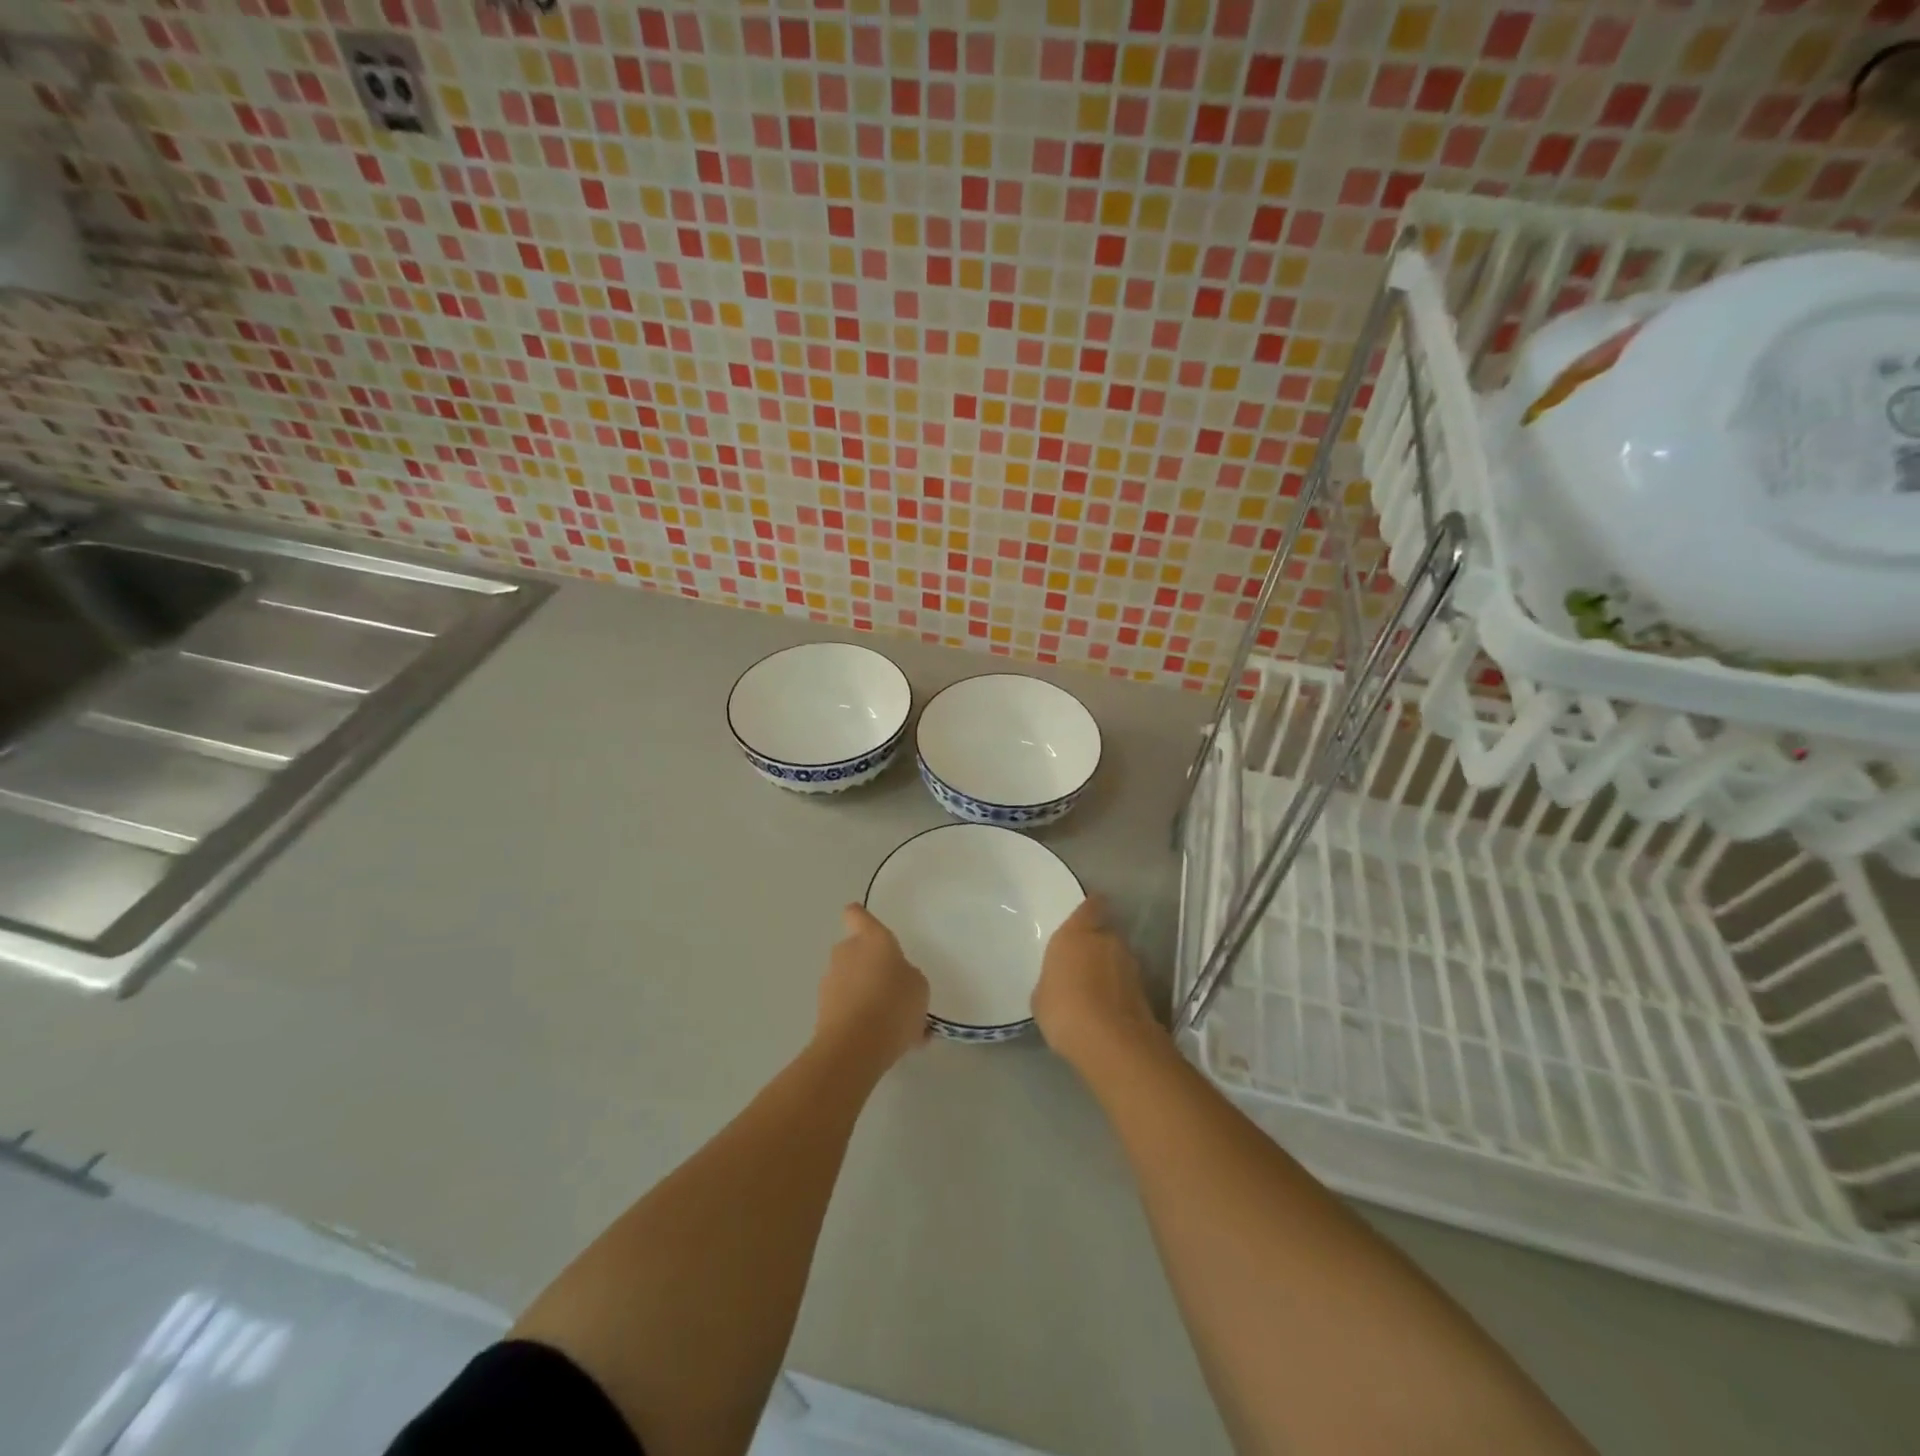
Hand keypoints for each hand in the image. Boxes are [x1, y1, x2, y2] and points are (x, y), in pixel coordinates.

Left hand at [815, 904, 929, 1070]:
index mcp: (872, 939)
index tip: (866, 925)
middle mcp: (846, 953)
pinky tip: (884, 1041)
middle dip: (871, 967)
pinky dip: (861, 1019)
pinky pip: (847, 1007)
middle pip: (856, 951)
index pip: (857, 915)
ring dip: (867, 995)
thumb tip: (896, 981)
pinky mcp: (822, 1010)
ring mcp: (830, 981)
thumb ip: (908, 976)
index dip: (860, 917)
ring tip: (894, 1025)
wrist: (854, 1047)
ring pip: (852, 981)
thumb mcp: (919, 987)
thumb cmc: (893, 1004)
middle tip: (895, 990)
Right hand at [1032, 896, 1165, 1073]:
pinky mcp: (1145, 990)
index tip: (1086, 916)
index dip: (1090, 908)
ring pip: (1118, 958)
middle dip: (1096, 945)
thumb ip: (1052, 980)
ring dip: (1109, 969)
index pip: (1091, 906)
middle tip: (1081, 964)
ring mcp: (1130, 965)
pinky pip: (1126, 983)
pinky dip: (1118, 991)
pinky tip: (1105, 1010)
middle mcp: (1107, 940)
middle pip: (1105, 933)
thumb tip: (1059, 983)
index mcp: (1076, 933)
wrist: (1112, 1043)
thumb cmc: (1064, 1010)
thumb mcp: (1041, 997)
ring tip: (1093, 992)